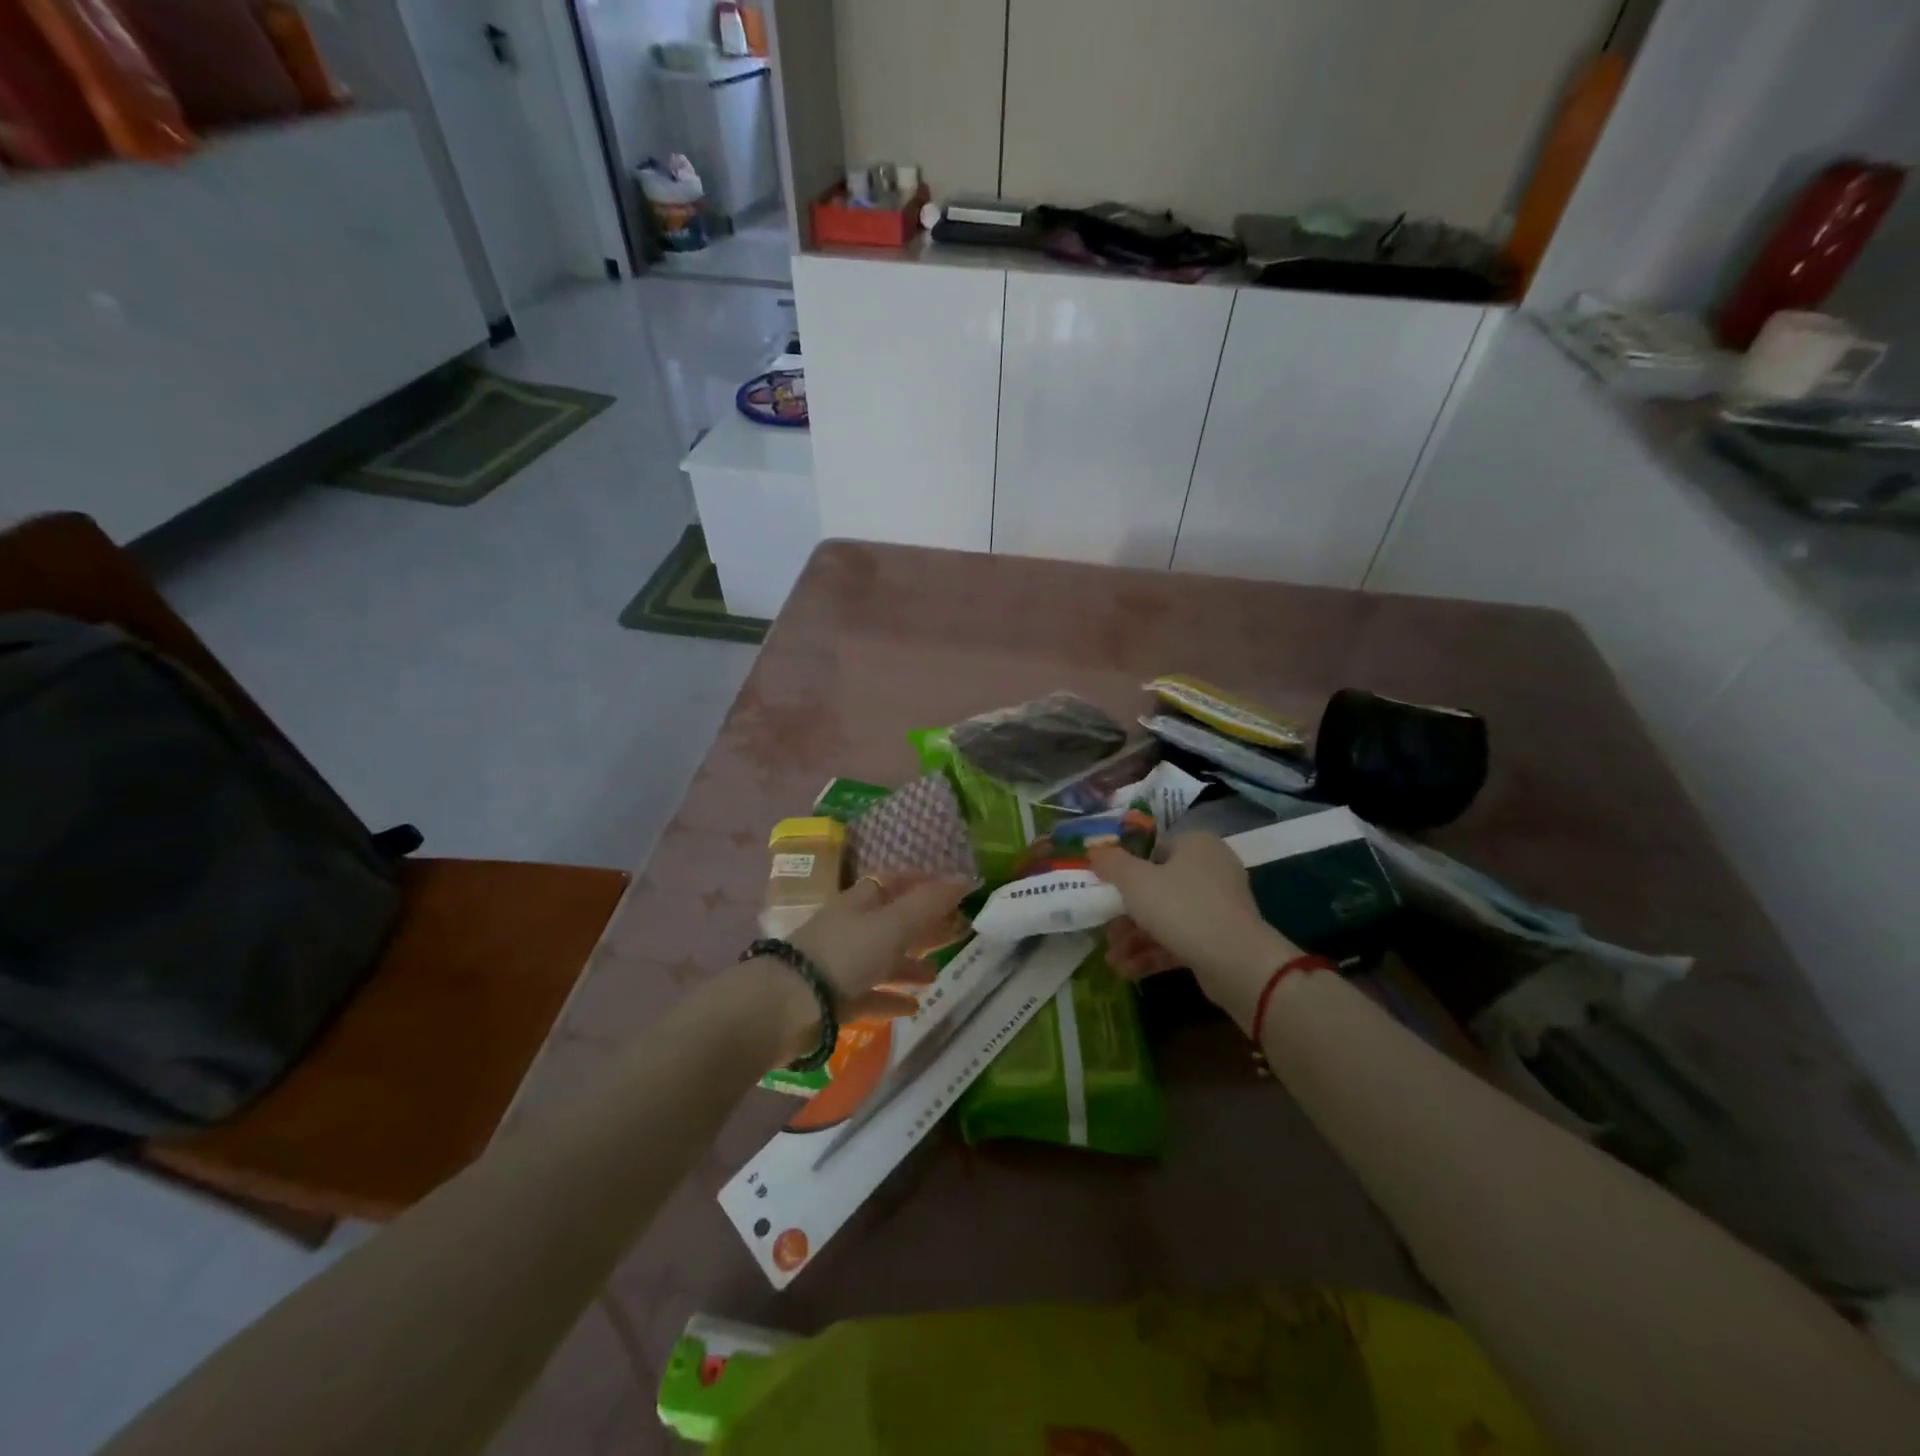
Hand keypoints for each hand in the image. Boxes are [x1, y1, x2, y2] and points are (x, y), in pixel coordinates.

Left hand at [753, 876, 970, 1061]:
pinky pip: (869, 995)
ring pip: (882, 959)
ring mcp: (840, 964)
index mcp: (860, 901)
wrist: (785, 1007)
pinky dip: (891, 998)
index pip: (894, 883)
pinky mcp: (834, 999)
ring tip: (937, 974)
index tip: (952, 893)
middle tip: (957, 934)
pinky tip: (913, 1007)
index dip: (922, 884)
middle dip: (924, 927)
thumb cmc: (843, 955)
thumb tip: (964, 880)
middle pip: (893, 922)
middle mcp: (850, 927)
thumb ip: (928, 904)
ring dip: (909, 965)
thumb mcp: (892, 925)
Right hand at [1089, 834, 1297, 1019]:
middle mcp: (1211, 869)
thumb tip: (1095, 851)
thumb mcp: (1135, 881)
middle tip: (1106, 933)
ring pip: (1167, 917)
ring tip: (1113, 959)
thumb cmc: (1181, 907)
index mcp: (1196, 845)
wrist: (1236, 961)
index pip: (1154, 850)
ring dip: (1136, 938)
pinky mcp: (1221, 938)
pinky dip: (1154, 952)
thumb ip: (1111, 863)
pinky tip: (1128, 970)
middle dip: (1126, 915)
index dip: (1126, 871)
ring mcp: (1219, 906)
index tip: (1106, 892)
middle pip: (1157, 888)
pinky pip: (1181, 939)